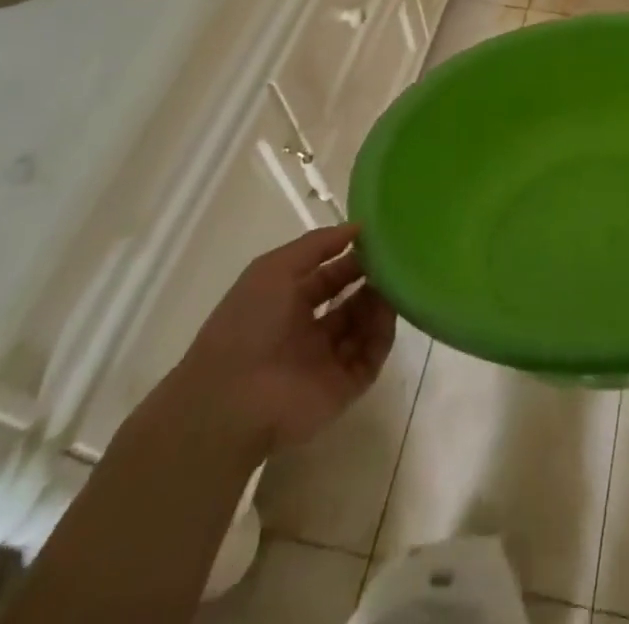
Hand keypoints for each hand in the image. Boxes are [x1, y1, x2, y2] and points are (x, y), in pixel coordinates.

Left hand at [169, 224, 396, 452]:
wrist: (232, 402)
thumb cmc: (249, 325)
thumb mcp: (275, 268)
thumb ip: (317, 244)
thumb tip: (357, 227)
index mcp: (286, 305)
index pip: (328, 276)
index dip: (351, 258)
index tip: (378, 240)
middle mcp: (307, 332)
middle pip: (349, 302)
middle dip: (371, 280)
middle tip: (394, 260)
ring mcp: (325, 361)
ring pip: (363, 327)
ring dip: (380, 304)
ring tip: (396, 282)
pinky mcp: (342, 388)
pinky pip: (371, 356)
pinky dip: (383, 334)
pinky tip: (388, 312)